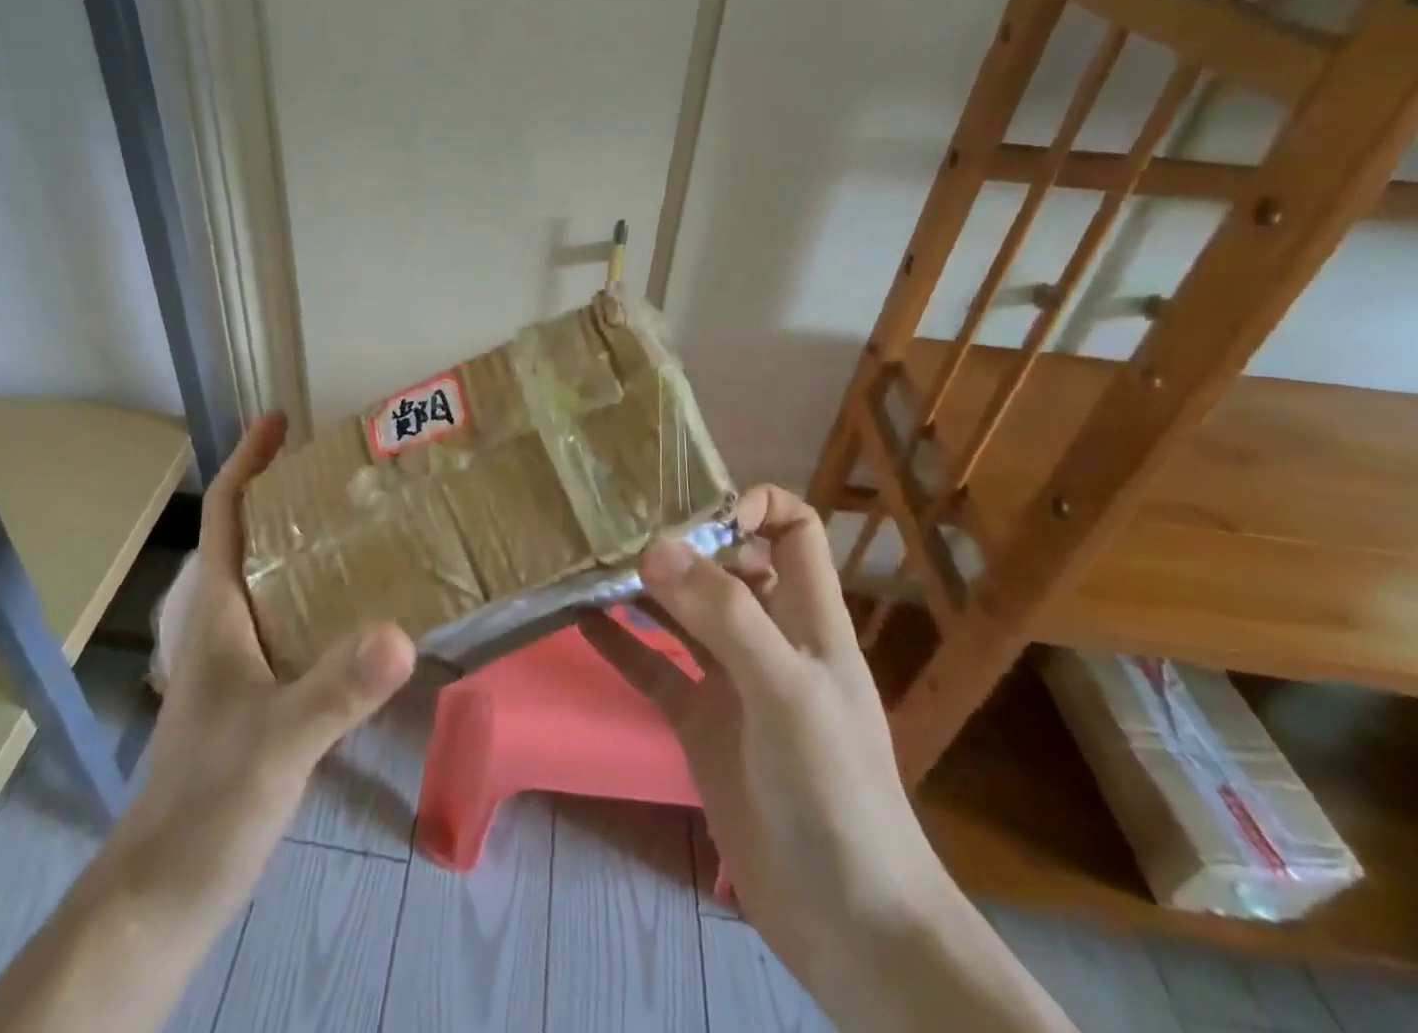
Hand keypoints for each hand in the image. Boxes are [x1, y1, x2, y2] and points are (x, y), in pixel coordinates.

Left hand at [106, 413, 416, 919]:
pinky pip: (286, 620)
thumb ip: (336, 688)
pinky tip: (355, 609)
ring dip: (302, 542)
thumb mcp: (278, 742)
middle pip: (249, 536)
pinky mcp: (252, 694)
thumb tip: (403, 632)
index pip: (227, 515)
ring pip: (269, 578)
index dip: (248, 461)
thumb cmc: (206, 804)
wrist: (161, 894)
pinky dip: (315, 595)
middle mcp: (223, 624)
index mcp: (217, 613)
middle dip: (285, 492)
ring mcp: (235, 661)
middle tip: (341, 469)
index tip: (279, 418)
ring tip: (358, 522)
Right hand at [581, 486, 948, 980]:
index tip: (695, 513)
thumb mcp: (785, 690)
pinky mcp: (699, 723)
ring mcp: (731, 682)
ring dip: (643, 588)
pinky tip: (581, 620)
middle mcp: (769, 638)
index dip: (752, 505)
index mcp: (808, 618)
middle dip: (680, 542)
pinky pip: (654, 668)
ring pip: (683, 613)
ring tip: (590, 564)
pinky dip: (621, 643)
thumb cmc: (834, 790)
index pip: (792, 529)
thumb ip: (724, 615)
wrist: (848, 923)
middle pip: (726, 564)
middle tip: (618, 532)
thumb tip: (655, 546)